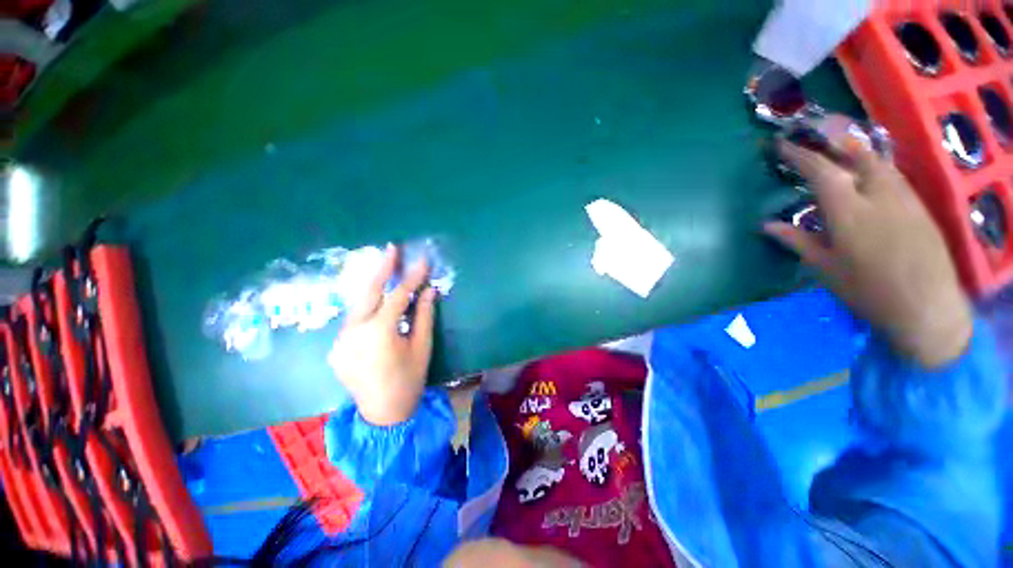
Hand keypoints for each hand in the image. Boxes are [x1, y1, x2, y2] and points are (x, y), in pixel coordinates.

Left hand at [330, 245, 437, 425]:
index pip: (398, 295)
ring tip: (385, 268)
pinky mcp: (337, 346)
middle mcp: (354, 330)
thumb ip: (424, 315)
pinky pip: (354, 318)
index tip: (423, 261)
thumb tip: (430, 291)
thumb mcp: (422, 347)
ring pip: (357, 303)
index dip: (413, 277)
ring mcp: (341, 339)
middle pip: (368, 291)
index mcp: (379, 332)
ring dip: (373, 285)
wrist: (382, 415)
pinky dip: (366, 305)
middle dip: (382, 268)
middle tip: (392, 248)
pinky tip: (376, 300)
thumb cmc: (409, 380)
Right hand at [764, 121, 972, 368]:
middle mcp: (879, 195)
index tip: (781, 145)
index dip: (799, 154)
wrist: (926, 308)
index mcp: (849, 212)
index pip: (821, 170)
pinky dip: (876, 168)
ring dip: (856, 153)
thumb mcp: (825, 268)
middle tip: (813, 141)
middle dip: (832, 144)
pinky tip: (869, 177)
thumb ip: (797, 240)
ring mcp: (904, 198)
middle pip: (857, 155)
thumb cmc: (867, 291)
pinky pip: (894, 176)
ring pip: (879, 162)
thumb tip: (766, 225)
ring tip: (839, 153)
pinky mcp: (920, 206)